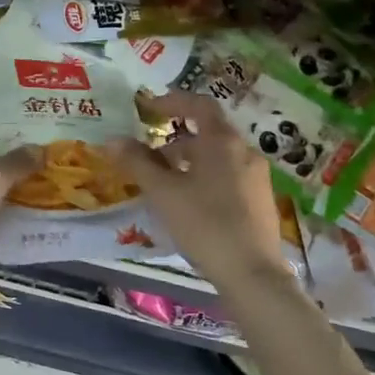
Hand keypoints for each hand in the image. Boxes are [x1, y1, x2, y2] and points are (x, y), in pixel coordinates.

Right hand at [104, 91, 292, 291]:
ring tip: (164, 185)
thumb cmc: (204, 224)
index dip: (172, 101)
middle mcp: (245, 152)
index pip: (198, 105)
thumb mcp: (163, 192)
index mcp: (223, 142)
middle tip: (148, 158)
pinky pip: (228, 176)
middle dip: (175, 142)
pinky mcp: (261, 201)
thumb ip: (137, 163)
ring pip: (217, 158)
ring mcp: (257, 177)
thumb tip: (112, 140)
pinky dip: (205, 178)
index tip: (148, 107)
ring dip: (189, 162)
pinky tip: (189, 205)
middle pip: (207, 134)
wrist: (252, 273)